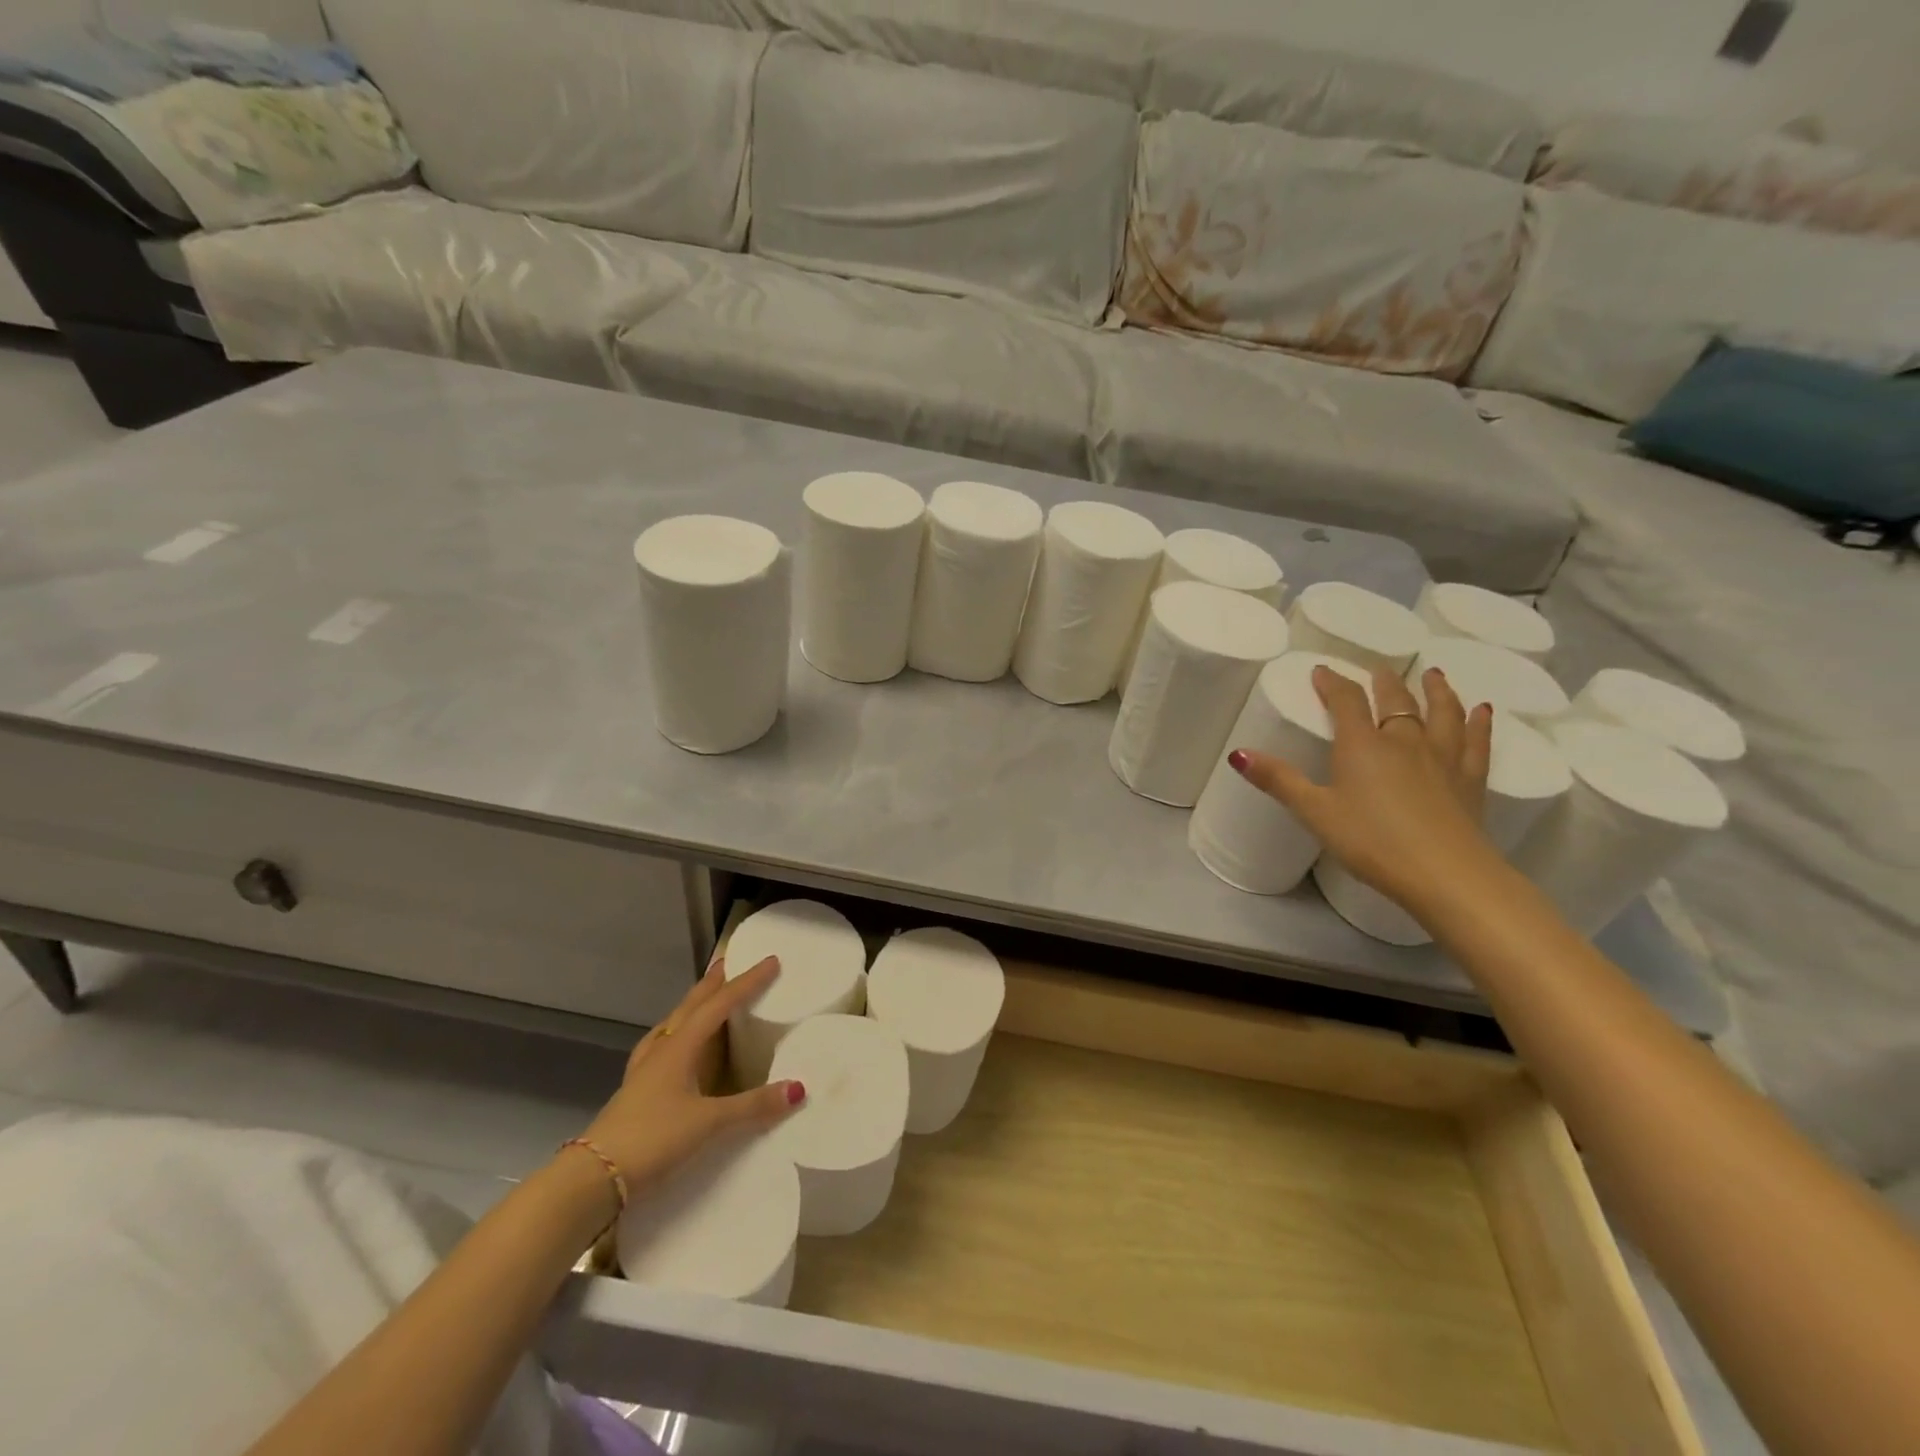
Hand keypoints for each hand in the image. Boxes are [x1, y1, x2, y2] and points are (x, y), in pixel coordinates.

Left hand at [576, 954, 805, 1189]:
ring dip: (692, 1006)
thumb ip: (753, 1106)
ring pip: (673, 1024)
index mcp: (681, 1047)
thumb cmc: (654, 1138)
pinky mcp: (636, 1090)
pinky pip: (660, 1047)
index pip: (720, 1005)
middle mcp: (662, 1050)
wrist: (594, 1176)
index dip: (747, 982)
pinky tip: (672, 1046)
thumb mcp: (709, 1122)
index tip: (770, 961)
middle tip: (728, 963)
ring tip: (704, 999)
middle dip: (712, 984)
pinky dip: (675, 1035)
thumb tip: (798, 1088)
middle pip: (691, 1006)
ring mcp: (645, 1070)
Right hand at [1229, 664, 1499, 914]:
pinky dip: (1480, 723)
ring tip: (1433, 674)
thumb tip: (1237, 753)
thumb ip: (1278, 781)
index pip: (1346, 701)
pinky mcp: (1471, 780)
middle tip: (1377, 670)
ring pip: (1442, 713)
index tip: (1322, 670)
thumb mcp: (1315, 812)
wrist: (1445, 874)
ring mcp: (1443, 758)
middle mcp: (1404, 741)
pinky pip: (1477, 742)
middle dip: (1383, 682)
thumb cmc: (1371, 841)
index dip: (1333, 683)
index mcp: (1362, 746)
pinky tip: (1483, 711)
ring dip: (1437, 691)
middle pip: (1395, 701)